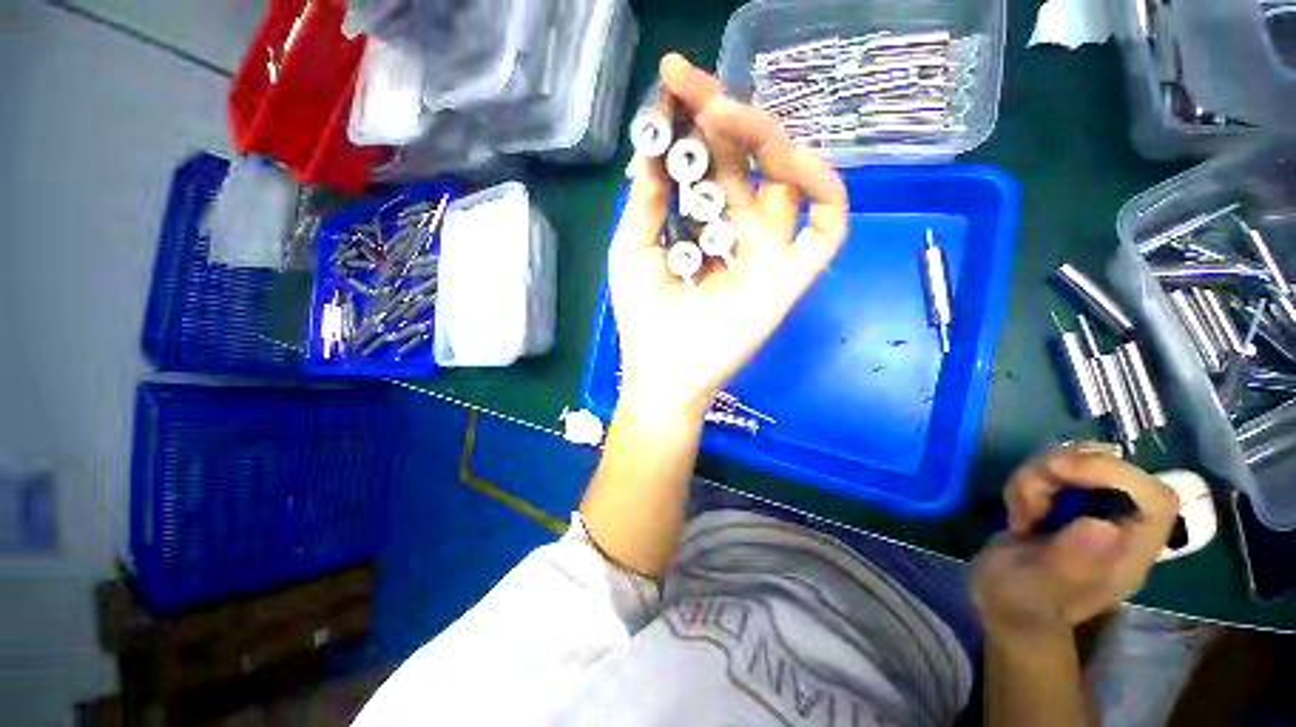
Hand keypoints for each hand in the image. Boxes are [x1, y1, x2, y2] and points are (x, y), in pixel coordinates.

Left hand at [609, 54, 848, 418]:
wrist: (665, 372)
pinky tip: (789, 161)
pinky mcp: (791, 276)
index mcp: (700, 222)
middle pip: (745, 159)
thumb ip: (646, 199)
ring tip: (721, 114)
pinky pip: (826, 226)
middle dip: (720, 115)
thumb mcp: (631, 249)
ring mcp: (768, 250)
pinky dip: (821, 188)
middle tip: (691, 83)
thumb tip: (653, 142)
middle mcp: (737, 227)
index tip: (672, 77)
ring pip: (785, 179)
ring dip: (760, 138)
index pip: (706, 158)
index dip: (692, 118)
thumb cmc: (643, 317)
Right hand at [971, 449, 1179, 639]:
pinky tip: (1017, 512)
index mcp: (1132, 552)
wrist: (1003, 604)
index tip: (1060, 470)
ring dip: (1037, 477)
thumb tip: (1104, 526)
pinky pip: (1052, 472)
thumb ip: (1072, 562)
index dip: (1115, 473)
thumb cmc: (1023, 604)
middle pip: (1113, 469)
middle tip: (1027, 495)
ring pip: (1078, 464)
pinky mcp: (1066, 505)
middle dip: (1063, 470)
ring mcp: (1093, 512)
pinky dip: (1026, 482)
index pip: (1154, 498)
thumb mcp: (1040, 588)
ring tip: (1020, 514)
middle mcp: (1121, 525)